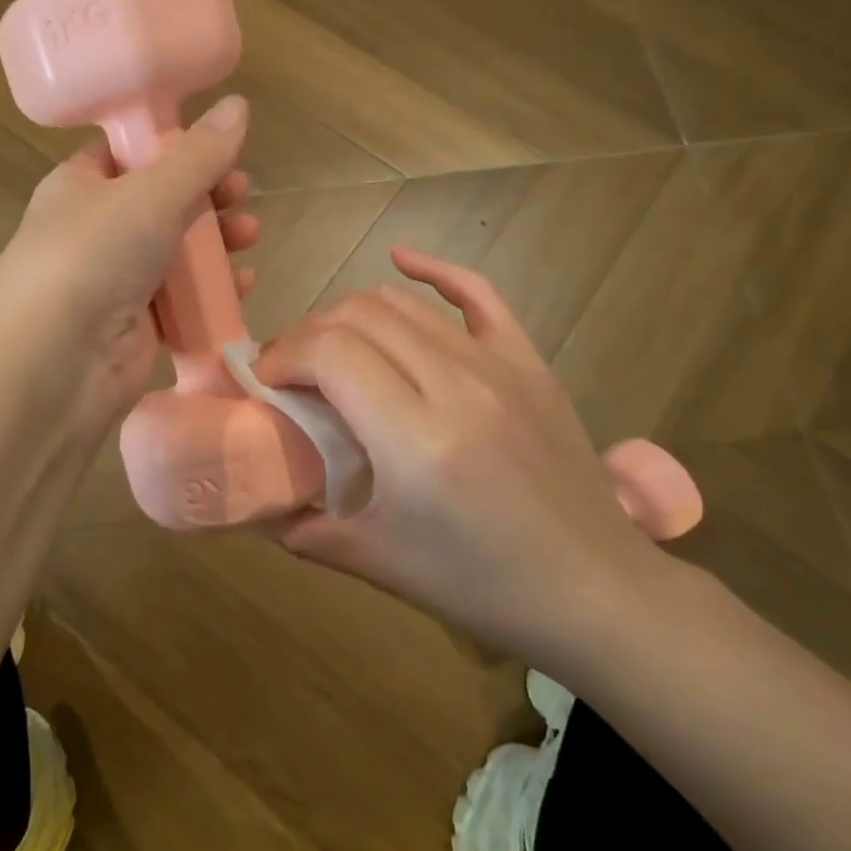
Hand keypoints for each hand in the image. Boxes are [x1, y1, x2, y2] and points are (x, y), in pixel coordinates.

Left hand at [0, 95, 258, 431]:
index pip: (128, 152)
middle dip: (208, 196)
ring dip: (217, 241)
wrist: (52, 366)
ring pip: (176, 250)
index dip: (174, 145)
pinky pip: (182, 297)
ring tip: (250, 236)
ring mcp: (114, 279)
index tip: (218, 146)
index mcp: (80, 185)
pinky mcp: (136, 324)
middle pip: (162, 201)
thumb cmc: (92, 258)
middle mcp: (95, 229)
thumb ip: (199, 154)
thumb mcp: (149, 194)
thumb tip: (239, 103)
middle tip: (241, 194)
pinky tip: (243, 285)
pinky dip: (212, 289)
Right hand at [253, 247, 671, 666]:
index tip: (264, 383)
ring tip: (331, 346)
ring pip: (400, 302)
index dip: (282, 356)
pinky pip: (477, 293)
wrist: (595, 591)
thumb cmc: (481, 584)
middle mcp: (454, 384)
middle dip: (306, 335)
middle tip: (289, 371)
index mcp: (415, 438)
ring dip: (349, 314)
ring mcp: (497, 365)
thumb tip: (255, 499)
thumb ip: (303, 528)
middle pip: (356, 317)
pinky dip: (433, 268)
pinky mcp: (527, 360)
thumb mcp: (379, 564)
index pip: (328, 353)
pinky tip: (400, 258)